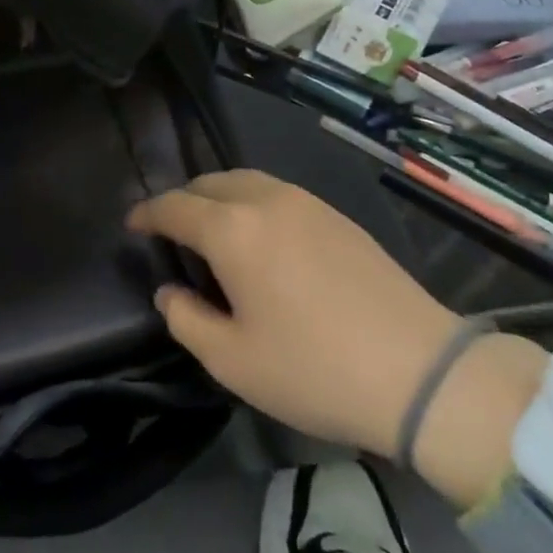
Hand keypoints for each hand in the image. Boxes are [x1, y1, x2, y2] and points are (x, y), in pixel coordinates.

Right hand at [130, 170, 546, 503]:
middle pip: (209, 183)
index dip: (147, 213)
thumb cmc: (314, 369)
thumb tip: (169, 292)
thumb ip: (187, 320)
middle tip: (170, 231)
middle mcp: (265, 200)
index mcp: (232, 229)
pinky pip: (277, 193)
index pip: (174, 206)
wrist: (420, 371)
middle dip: (182, 200)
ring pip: (246, 181)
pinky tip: (260, 236)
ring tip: (213, 230)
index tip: (132, 225)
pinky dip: (252, 202)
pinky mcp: (337, 215)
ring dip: (219, 197)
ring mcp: (306, 202)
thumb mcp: (233, 361)